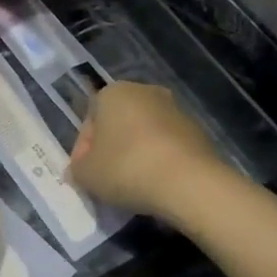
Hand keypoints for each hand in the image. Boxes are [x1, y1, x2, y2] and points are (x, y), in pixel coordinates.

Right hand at [68, 82, 224, 216]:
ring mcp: (176, 109)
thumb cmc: (126, 168)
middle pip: (118, 124)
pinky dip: (160, 161)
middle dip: (111, 149)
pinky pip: (168, 146)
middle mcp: (145, 92)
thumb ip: (77, 168)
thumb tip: (81, 169)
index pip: (89, 121)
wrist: (188, 182)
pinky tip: (157, 184)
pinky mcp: (199, 131)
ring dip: (136, 154)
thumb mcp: (86, 174)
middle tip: (106, 179)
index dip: (83, 150)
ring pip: (144, 134)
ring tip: (133, 185)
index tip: (85, 174)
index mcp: (113, 92)